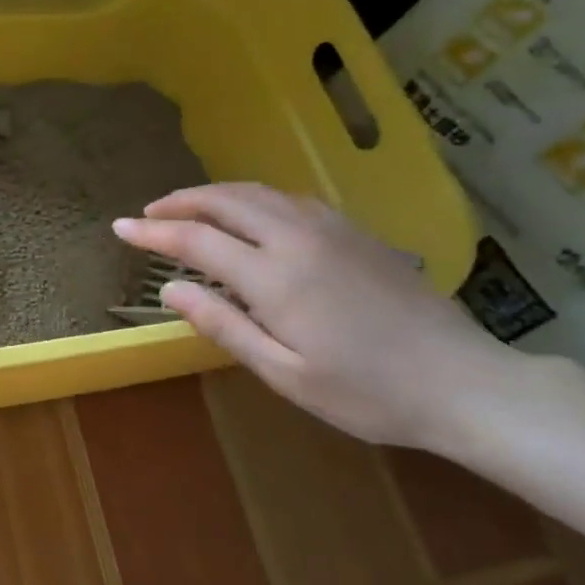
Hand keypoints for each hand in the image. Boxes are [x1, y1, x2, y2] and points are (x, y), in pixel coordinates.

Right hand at [114, 183, 508, 446]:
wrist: (463, 382)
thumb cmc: (368, 393)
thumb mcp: (285, 374)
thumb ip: (223, 325)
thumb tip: (169, 290)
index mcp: (275, 276)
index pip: (196, 239)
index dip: (153, 232)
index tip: (120, 228)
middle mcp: (297, 238)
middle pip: (224, 200)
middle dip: (180, 201)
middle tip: (149, 213)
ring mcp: (330, 228)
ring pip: (257, 192)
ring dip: (214, 194)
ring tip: (188, 209)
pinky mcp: (354, 231)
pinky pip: (288, 198)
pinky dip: (252, 198)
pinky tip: (249, 216)